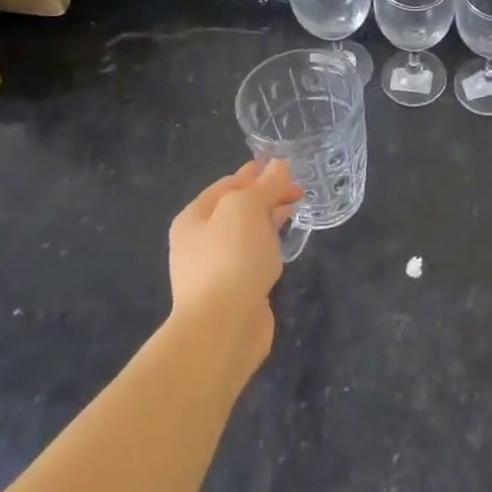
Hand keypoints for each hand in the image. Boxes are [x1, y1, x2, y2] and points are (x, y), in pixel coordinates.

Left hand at [167, 160, 300, 377]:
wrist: (222, 326)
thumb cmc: (230, 257)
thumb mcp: (247, 207)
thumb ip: (265, 185)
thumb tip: (279, 165)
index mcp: (194, 217)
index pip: (228, 184)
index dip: (257, 173)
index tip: (286, 168)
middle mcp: (200, 241)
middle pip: (236, 208)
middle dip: (266, 195)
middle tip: (298, 188)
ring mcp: (216, 268)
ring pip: (247, 233)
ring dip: (269, 219)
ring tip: (295, 209)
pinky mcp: (234, 290)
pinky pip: (253, 257)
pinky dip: (269, 245)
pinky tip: (283, 244)